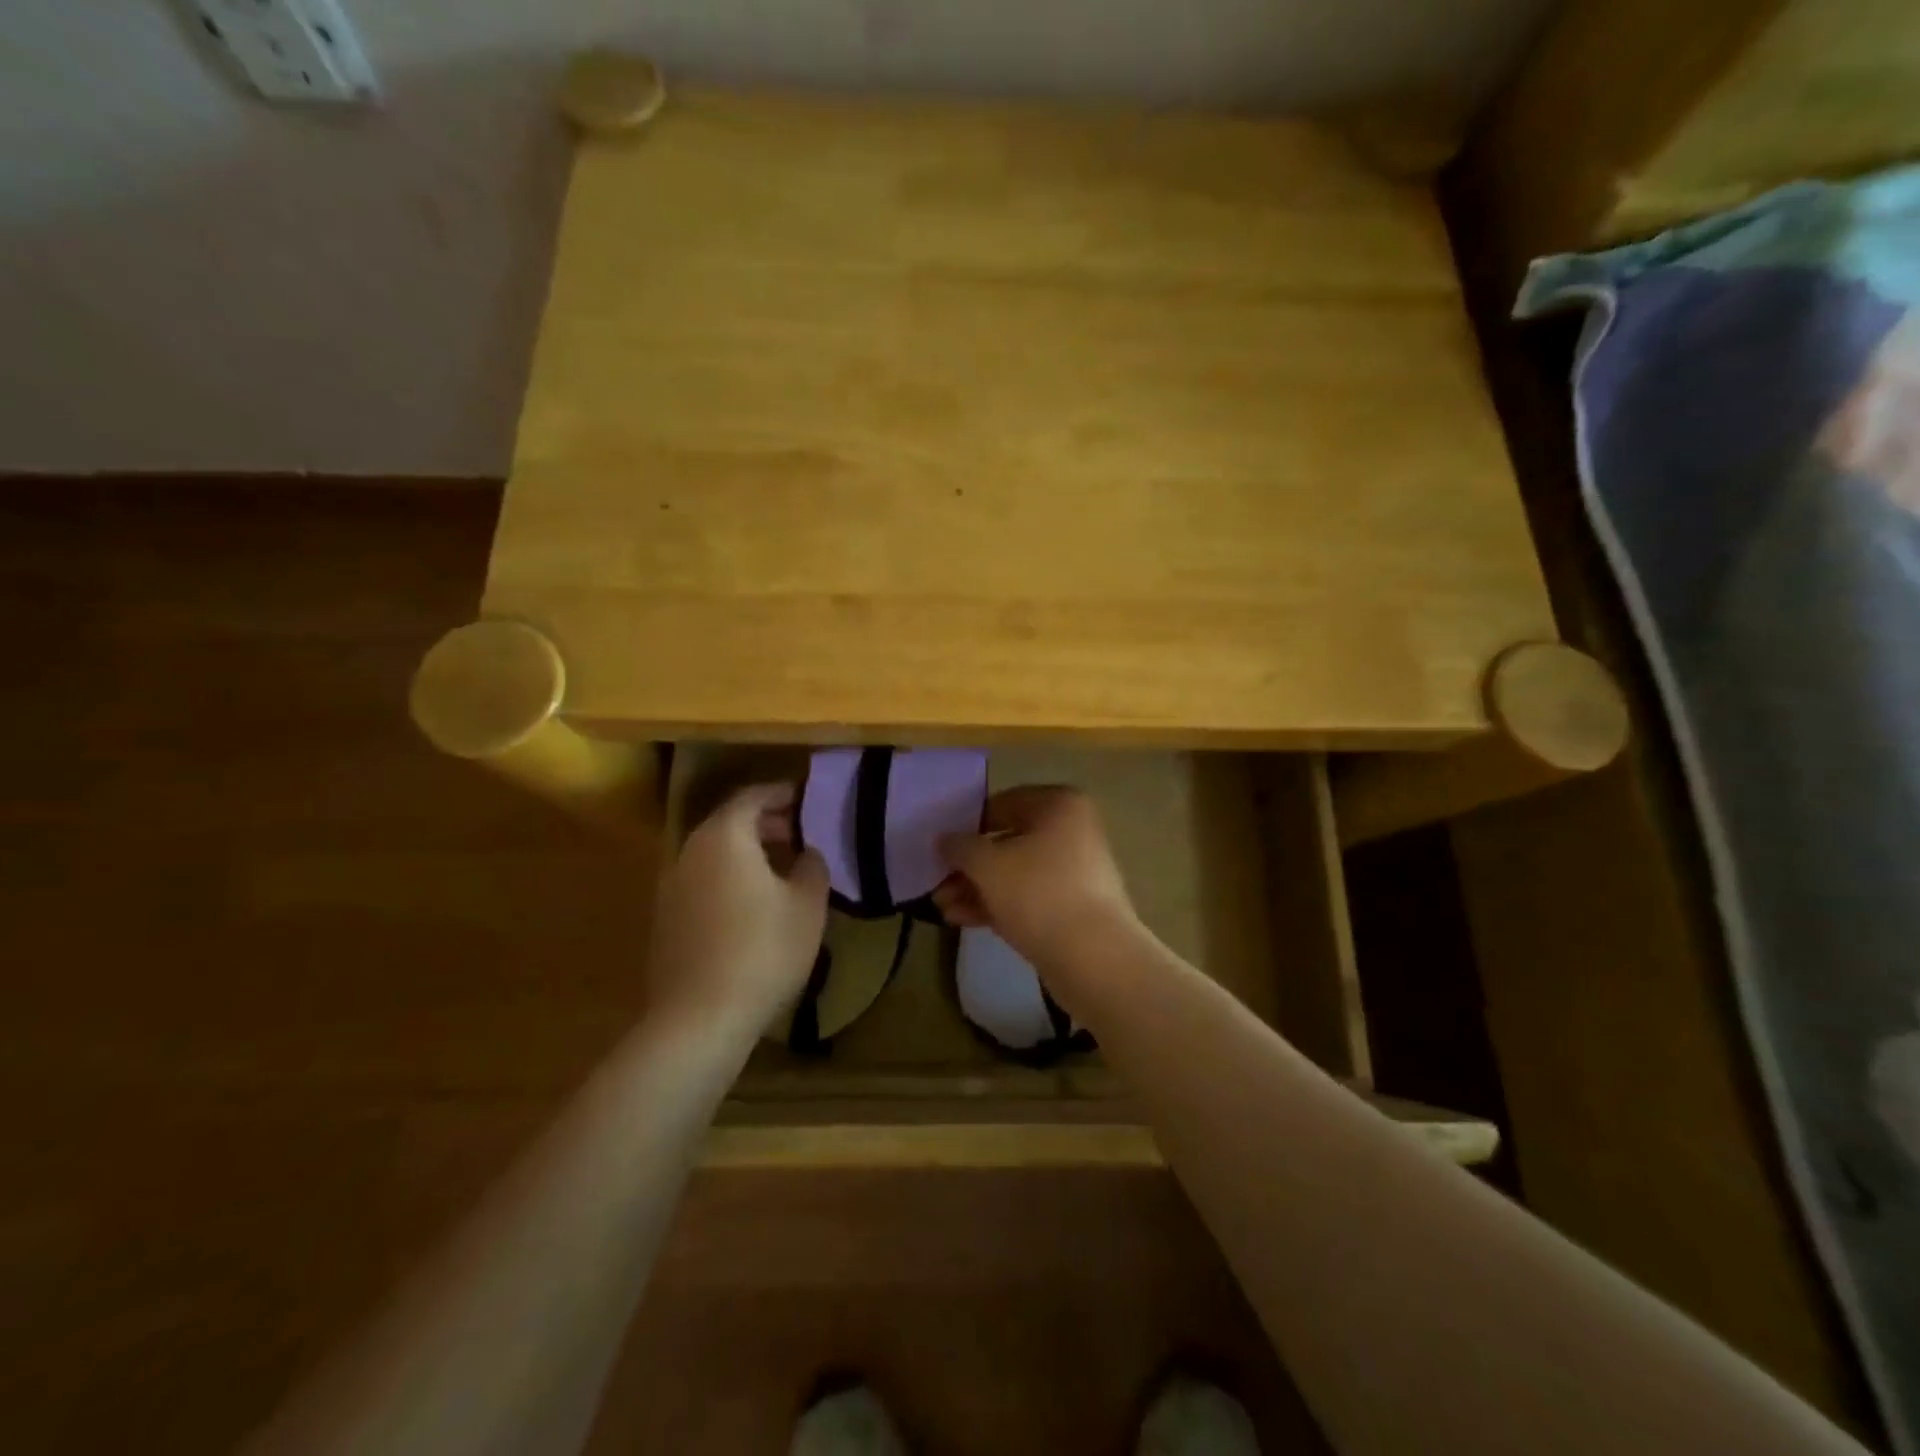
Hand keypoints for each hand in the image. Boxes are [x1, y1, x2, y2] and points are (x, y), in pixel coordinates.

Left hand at [646, 782, 828, 1034]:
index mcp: (724, 837)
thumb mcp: (808, 904)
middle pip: (729, 822)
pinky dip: (728, 878)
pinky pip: (702, 881)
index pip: (752, 796)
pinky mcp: (666, 919)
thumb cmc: (763, 950)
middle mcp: (690, 851)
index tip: (805, 798)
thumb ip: (812, 867)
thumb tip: (806, 853)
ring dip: (746, 852)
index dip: (781, 793)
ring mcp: (671, 886)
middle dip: (765, 822)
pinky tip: (752, 905)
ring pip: (714, 854)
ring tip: (780, 869)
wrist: (700, 1017)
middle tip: (798, 833)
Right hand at [934, 785, 1142, 981]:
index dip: (968, 825)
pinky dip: (997, 905)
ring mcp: (1075, 872)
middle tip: (937, 883)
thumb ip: (960, 848)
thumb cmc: (1039, 893)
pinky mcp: (1073, 908)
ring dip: (977, 888)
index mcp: (1059, 806)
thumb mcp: (988, 864)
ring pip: (1015, 874)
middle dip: (969, 866)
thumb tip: (945, 840)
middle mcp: (1072, 832)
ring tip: (942, 908)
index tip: (942, 848)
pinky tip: (961, 919)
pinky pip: (1028, 898)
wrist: (1094, 958)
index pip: (1003, 804)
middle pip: (1008, 842)